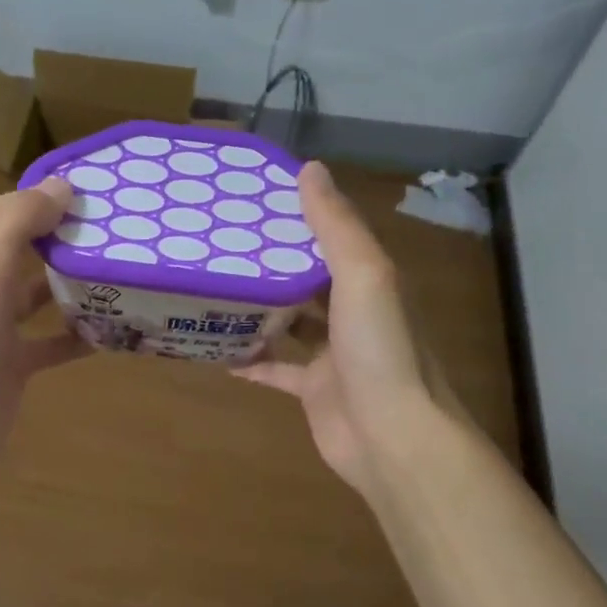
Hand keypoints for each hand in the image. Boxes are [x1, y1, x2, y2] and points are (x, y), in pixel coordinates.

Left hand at [0, 177, 88, 475]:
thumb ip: (19, 222)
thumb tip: (61, 185)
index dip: (33, 197)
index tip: (83, 192)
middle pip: (19, 250)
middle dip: (58, 237)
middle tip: (109, 228)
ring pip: (36, 295)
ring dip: (69, 284)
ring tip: (115, 270)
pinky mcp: (12, 364)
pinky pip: (50, 342)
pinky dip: (76, 335)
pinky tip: (111, 329)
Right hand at [234, 162, 449, 503]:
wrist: (394, 438)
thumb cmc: (380, 349)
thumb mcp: (363, 274)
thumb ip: (336, 225)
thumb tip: (310, 168)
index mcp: (369, 280)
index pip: (330, 236)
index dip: (297, 216)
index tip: (252, 199)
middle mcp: (353, 312)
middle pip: (306, 278)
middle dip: (270, 262)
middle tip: (219, 242)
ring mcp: (333, 354)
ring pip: (289, 321)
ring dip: (257, 308)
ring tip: (212, 287)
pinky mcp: (313, 389)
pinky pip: (274, 368)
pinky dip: (249, 359)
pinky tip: (215, 349)